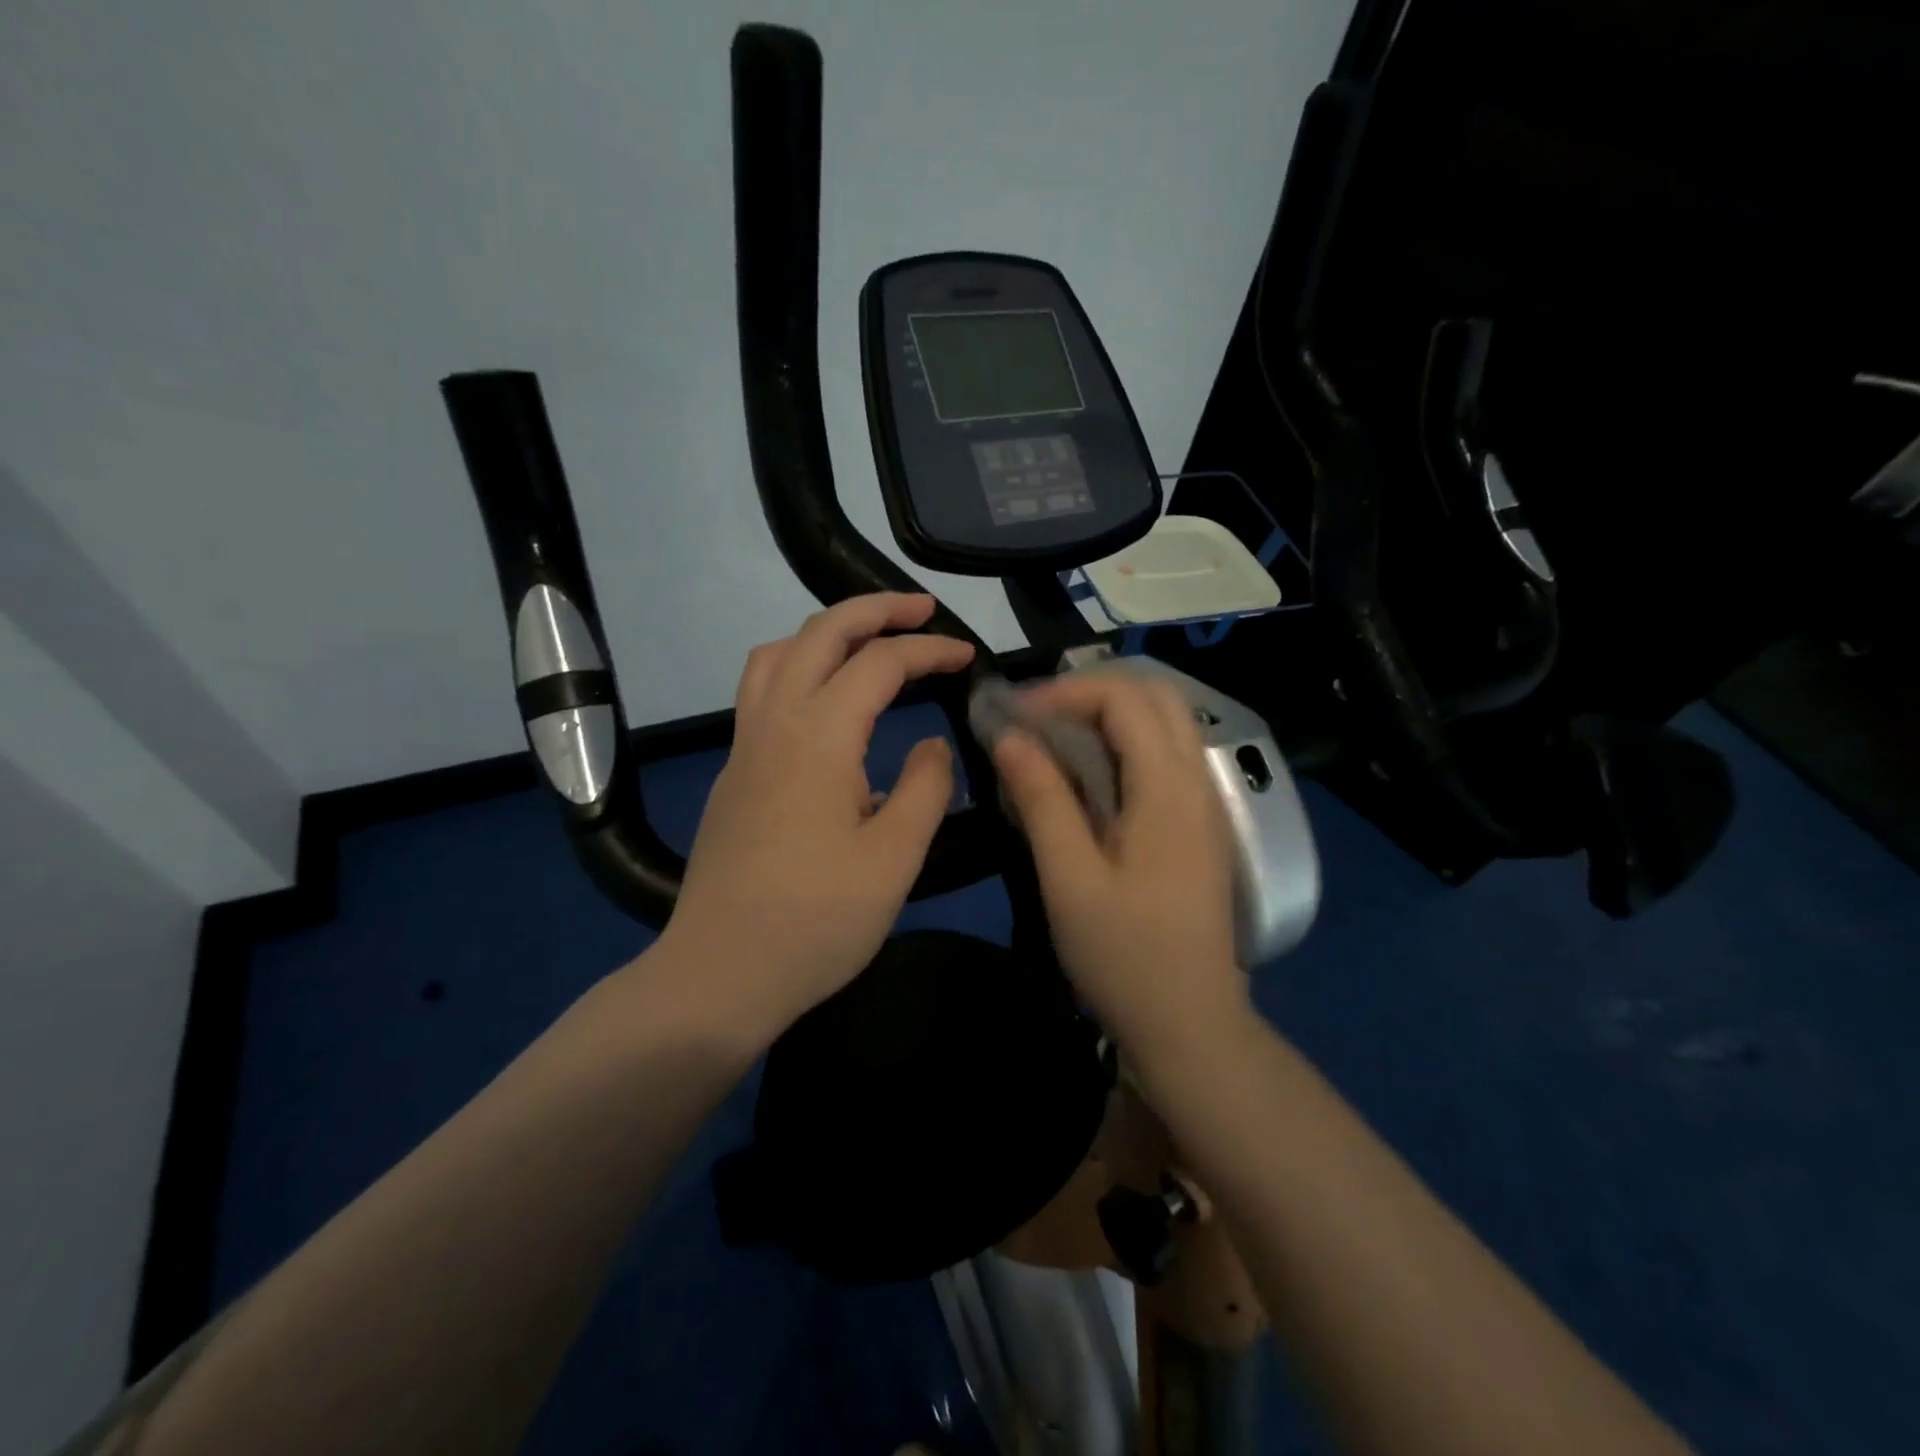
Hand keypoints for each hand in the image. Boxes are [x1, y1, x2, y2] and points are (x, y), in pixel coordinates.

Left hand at [660, 593, 974, 1040]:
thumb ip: (925, 787)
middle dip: (874, 609)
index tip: (968, 656)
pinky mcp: (732, 774)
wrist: (719, 974)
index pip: (878, 663)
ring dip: (825, 632)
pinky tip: (827, 705)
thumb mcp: (894, 858)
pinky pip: (760, 691)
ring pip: (776, 655)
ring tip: (868, 642)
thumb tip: (931, 744)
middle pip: (819, 633)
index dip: (928, 649)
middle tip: (921, 609)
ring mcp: (743, 747)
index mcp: (818, 737)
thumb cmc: (816, 921)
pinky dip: (799, 667)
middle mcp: (773, 724)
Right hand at [992, 670, 1249, 1049]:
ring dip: (1110, 713)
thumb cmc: (1124, 956)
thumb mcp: (1069, 879)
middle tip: (1037, 717)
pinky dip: (1125, 741)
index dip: (1065, 692)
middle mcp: (1197, 782)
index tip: (1014, 716)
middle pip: (1155, 696)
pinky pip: (1167, 754)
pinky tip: (1087, 774)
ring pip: (1166, 722)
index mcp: (1168, 790)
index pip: (1124, 699)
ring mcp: (1205, 803)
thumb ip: (1042, 800)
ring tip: (1054, 737)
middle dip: (1091, 691)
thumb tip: (1009, 736)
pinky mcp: (1199, 824)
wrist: (1191, 1023)